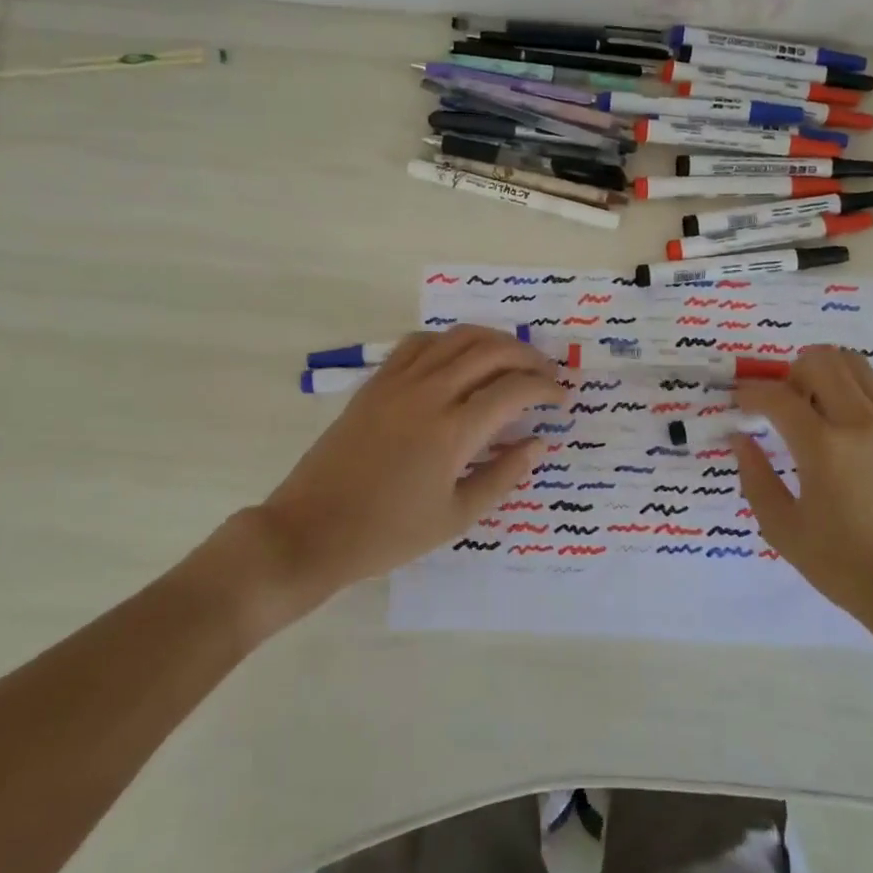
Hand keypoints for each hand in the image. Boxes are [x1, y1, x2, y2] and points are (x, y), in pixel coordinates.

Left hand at [230, 326, 564, 617]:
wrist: (311, 530)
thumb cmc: (388, 534)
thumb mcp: (456, 517)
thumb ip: (503, 475)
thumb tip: (537, 443)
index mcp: (452, 431)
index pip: (514, 390)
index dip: (545, 388)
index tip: (561, 399)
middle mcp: (429, 394)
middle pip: (490, 351)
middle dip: (527, 357)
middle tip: (545, 375)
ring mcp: (398, 383)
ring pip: (456, 338)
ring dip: (492, 341)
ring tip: (511, 359)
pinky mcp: (375, 383)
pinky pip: (419, 343)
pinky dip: (449, 342)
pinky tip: (458, 359)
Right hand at [733, 348, 872, 653]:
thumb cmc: (847, 568)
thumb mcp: (784, 531)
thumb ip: (755, 478)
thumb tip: (741, 439)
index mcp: (824, 449)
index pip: (777, 396)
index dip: (750, 394)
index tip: (740, 404)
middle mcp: (862, 423)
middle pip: (820, 360)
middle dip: (790, 374)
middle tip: (783, 406)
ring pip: (856, 364)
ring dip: (827, 375)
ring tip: (818, 409)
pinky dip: (863, 388)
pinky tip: (854, 419)